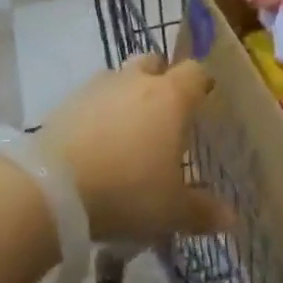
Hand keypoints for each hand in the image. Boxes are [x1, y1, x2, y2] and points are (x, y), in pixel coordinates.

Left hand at [40, 53, 230, 244]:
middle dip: (160, 80)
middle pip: (154, 63)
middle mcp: (136, 81)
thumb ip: (202, 212)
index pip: (195, 72)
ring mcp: (97, 87)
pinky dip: (97, 113)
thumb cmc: (127, 191)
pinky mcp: (65, 103)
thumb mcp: (171, 210)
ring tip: (126, 131)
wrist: (51, 189)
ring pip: (119, 77)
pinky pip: (90, 98)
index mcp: (170, 97)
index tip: (203, 103)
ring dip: (126, 95)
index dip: (201, 85)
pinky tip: (94, 143)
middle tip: (163, 114)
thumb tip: (231, 219)